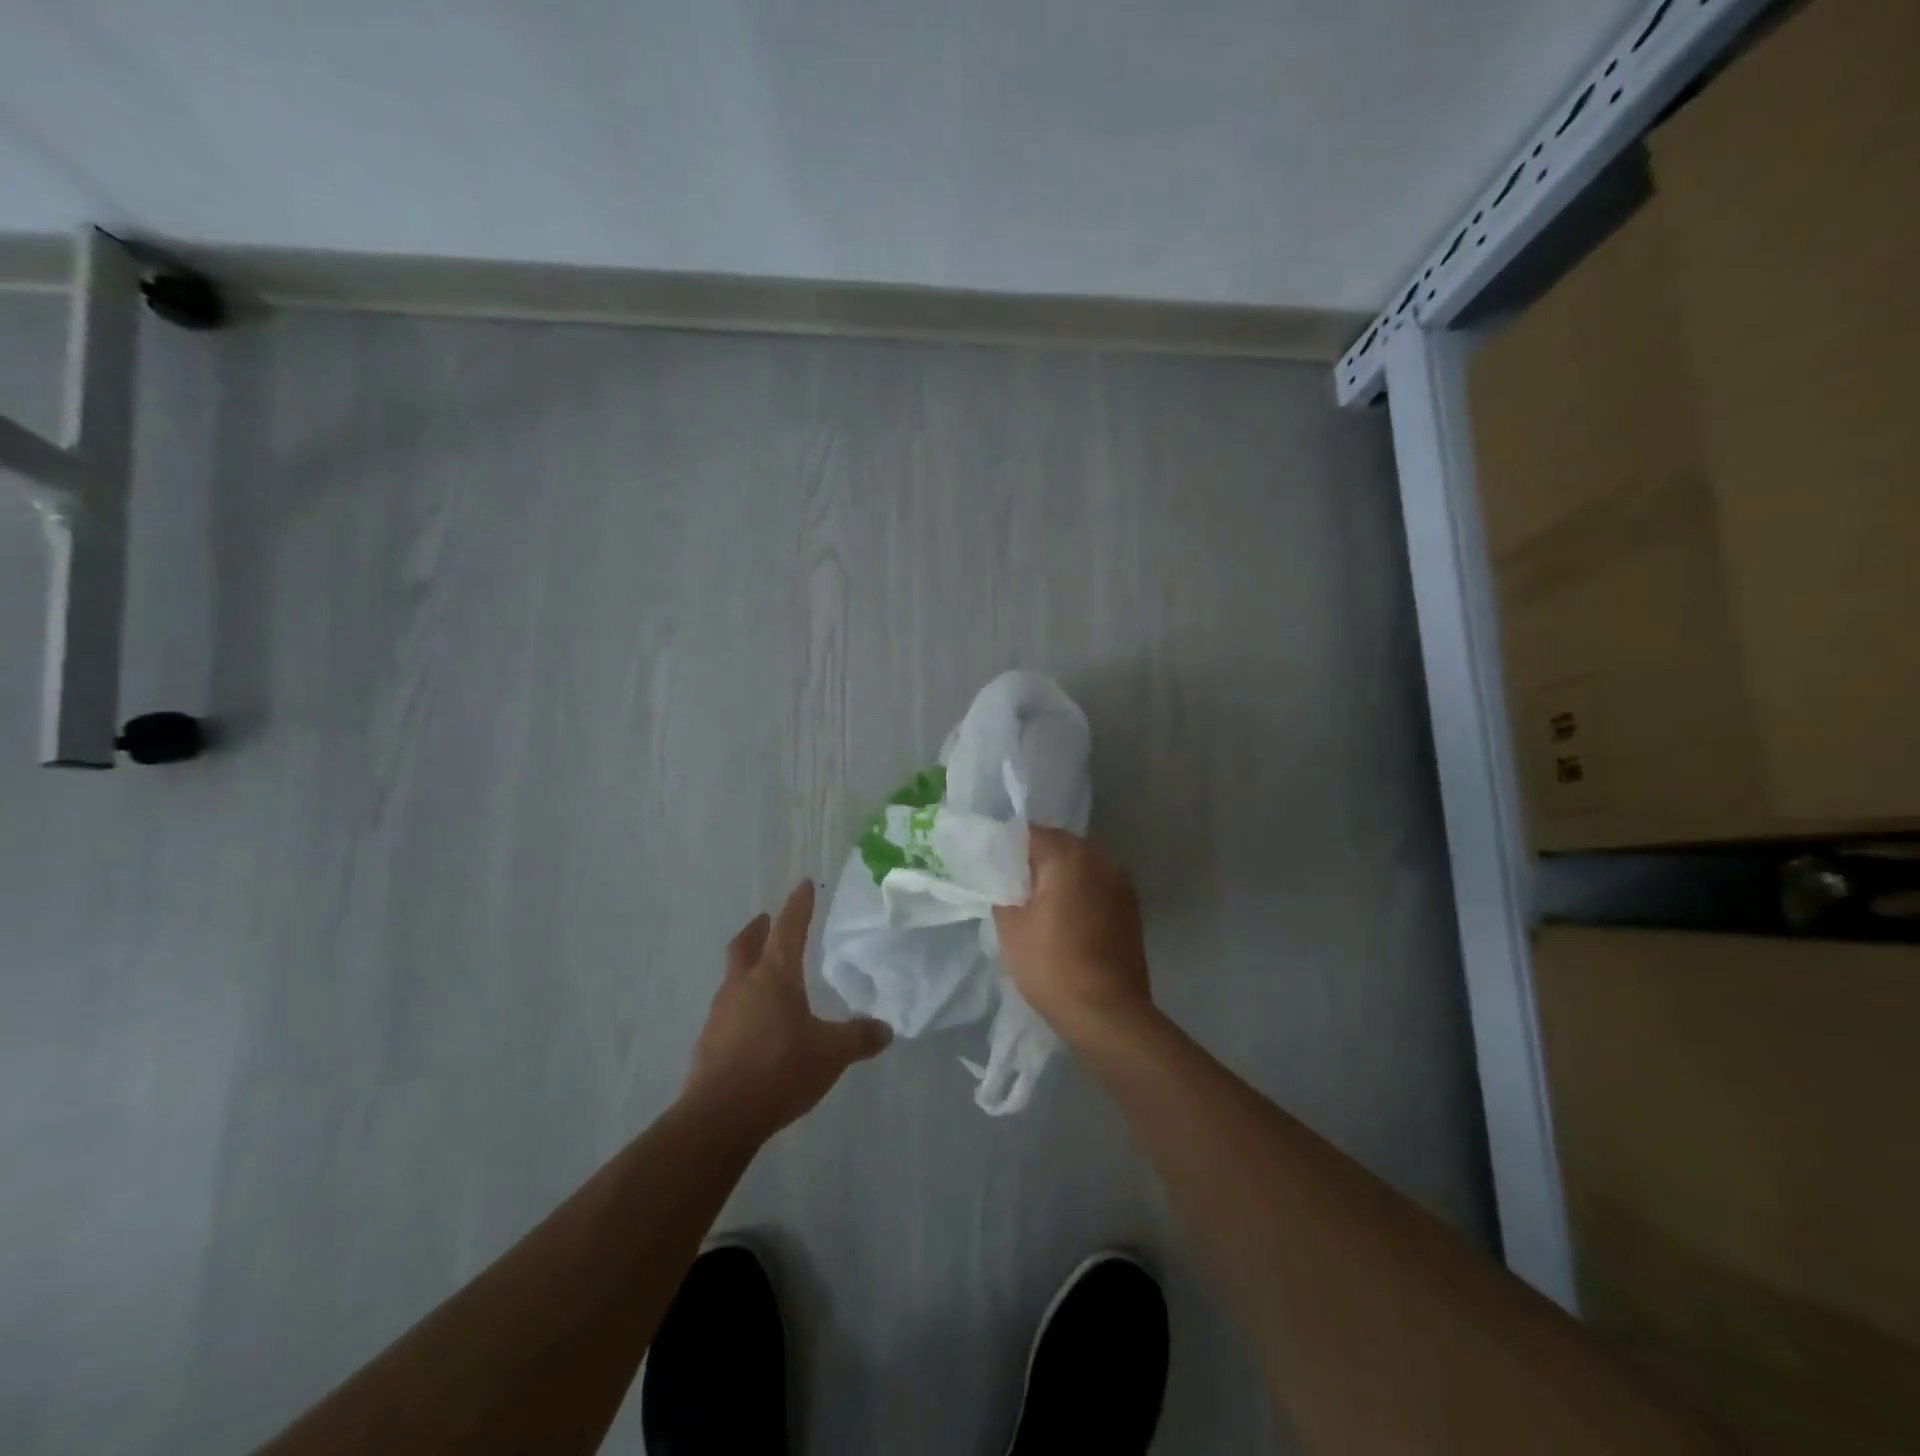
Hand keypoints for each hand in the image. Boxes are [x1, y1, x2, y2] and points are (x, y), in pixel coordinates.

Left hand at [685, 880, 892, 1140]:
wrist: (719, 1117)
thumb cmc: (780, 1070)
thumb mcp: (831, 1054)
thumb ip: (859, 1038)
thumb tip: (885, 1030)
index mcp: (775, 976)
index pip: (790, 928)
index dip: (799, 905)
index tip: (803, 884)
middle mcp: (744, 985)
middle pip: (746, 944)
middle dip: (759, 929)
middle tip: (767, 920)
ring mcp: (721, 1013)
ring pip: (734, 976)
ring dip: (747, 966)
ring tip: (764, 975)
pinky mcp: (708, 1042)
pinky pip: (728, 1010)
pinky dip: (742, 1004)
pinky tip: (754, 1024)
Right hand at [994, 827, 1155, 1044]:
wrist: (1108, 1013)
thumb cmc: (1052, 965)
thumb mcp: (1010, 927)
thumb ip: (1003, 892)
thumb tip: (1008, 883)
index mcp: (1069, 856)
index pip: (1031, 834)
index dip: (1008, 849)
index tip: (994, 870)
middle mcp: (1100, 859)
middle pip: (1060, 846)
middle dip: (1036, 861)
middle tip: (1013, 888)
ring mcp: (1121, 883)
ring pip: (1081, 866)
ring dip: (1061, 877)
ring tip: (1040, 906)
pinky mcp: (1131, 907)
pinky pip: (1097, 886)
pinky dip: (1080, 893)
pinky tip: (1066, 920)